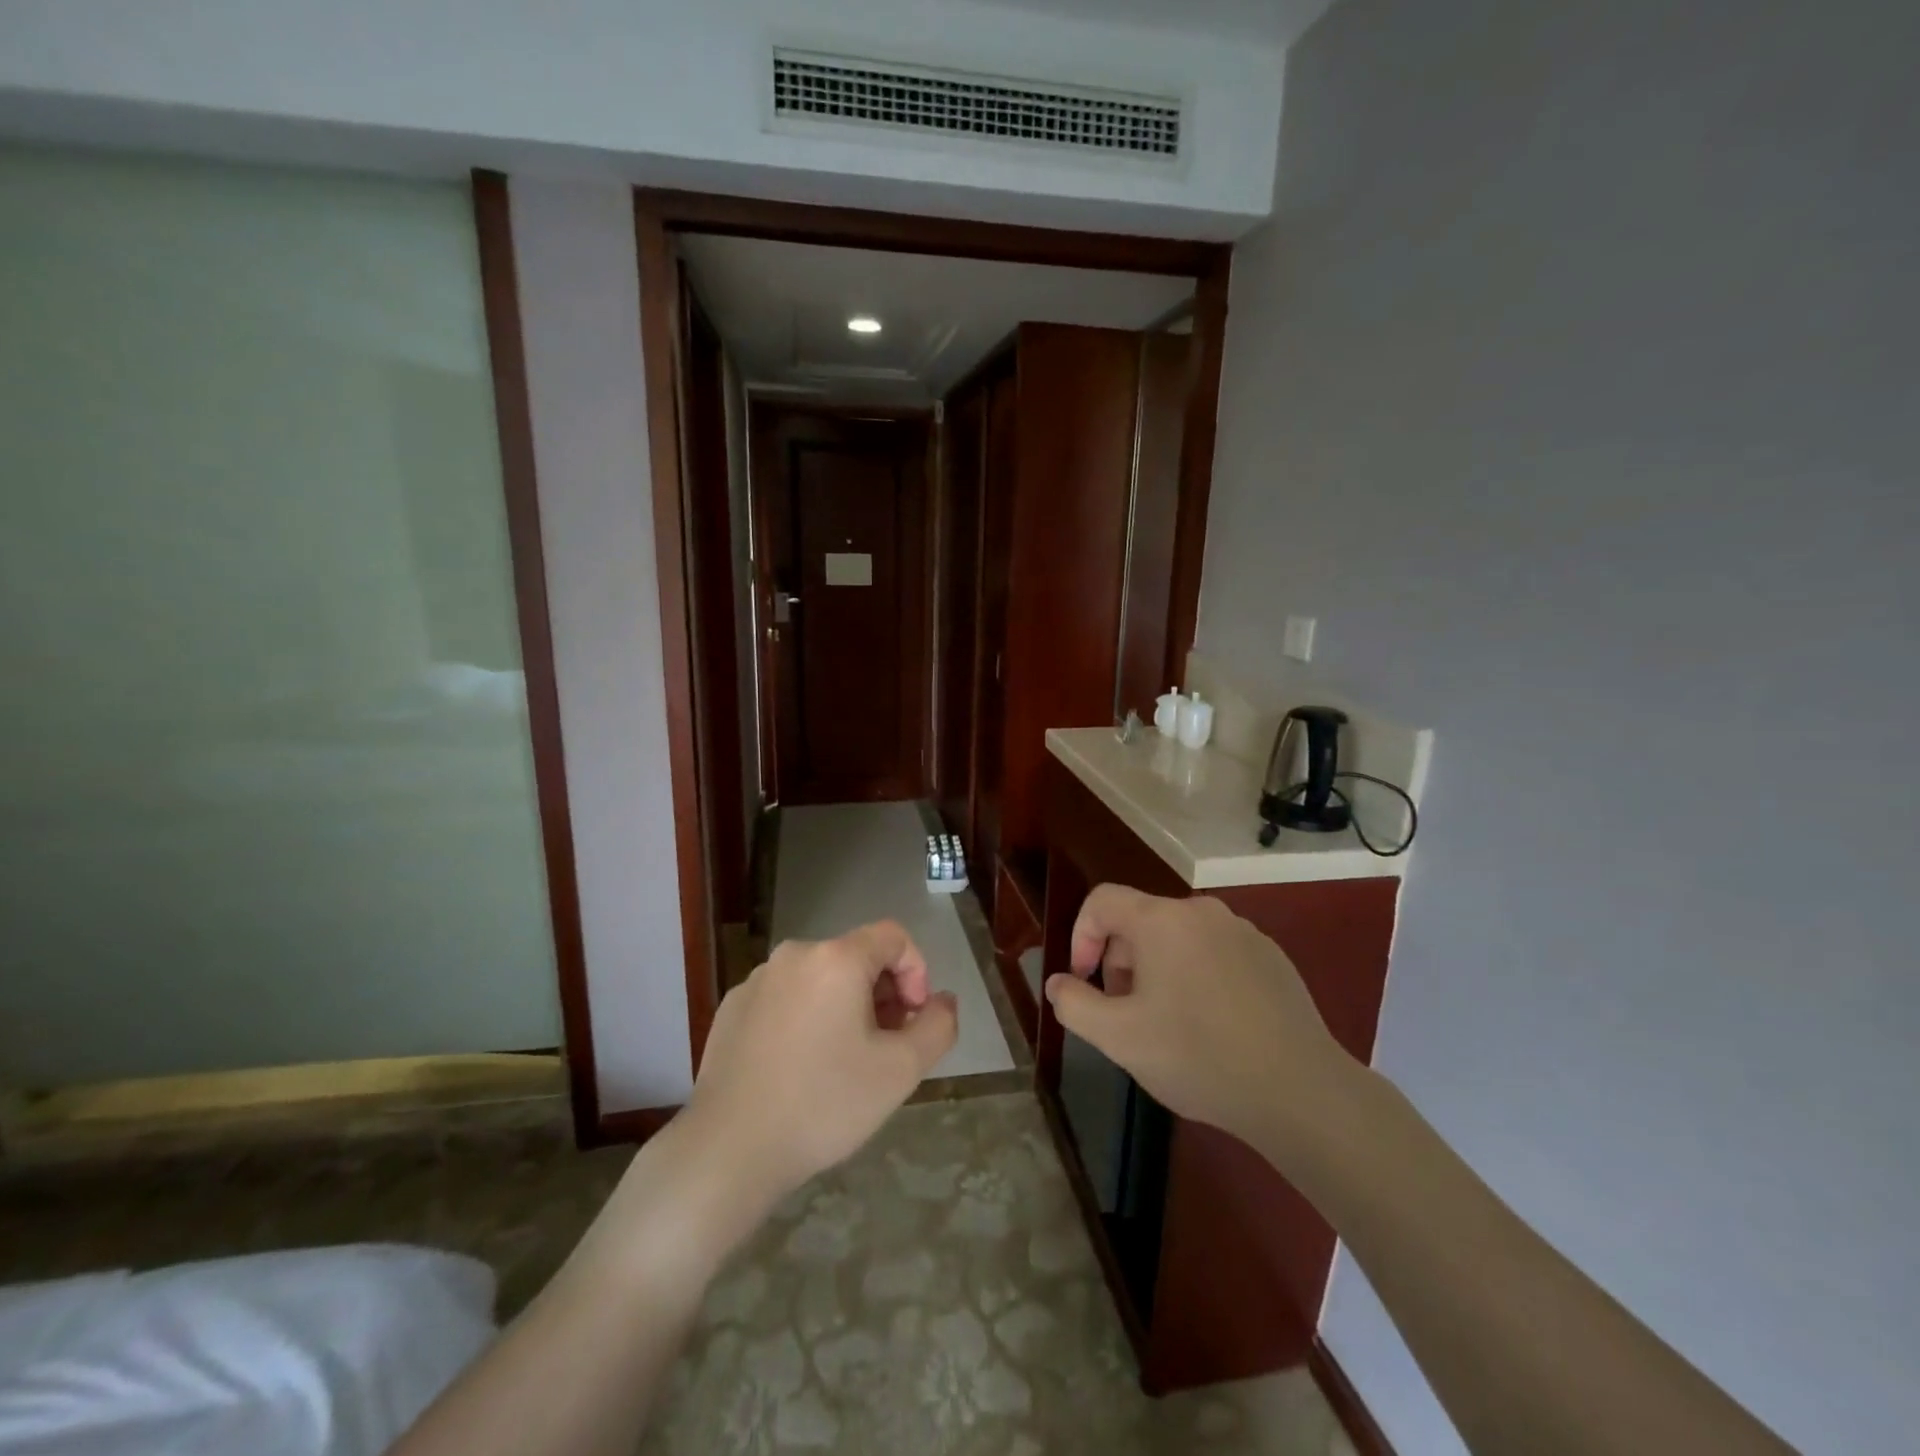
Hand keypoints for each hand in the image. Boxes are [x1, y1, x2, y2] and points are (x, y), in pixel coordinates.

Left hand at [684, 921, 958, 1209]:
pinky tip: (800, 1068)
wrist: (728, 1150)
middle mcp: (795, 954)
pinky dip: (806, 1018)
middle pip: (856, 957)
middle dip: (882, 994)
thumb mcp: (901, 1070)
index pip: (893, 937)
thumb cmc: (824, 1103)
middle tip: (884, 1047)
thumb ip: (938, 1026)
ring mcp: (757, 980)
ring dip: (845, 1007)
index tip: (912, 1021)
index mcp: (836, 958)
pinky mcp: (732, 1008)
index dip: (916, 973)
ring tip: (843, 1061)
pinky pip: (786, 998)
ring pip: (820, 979)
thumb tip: (942, 1001)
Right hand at [1044, 887, 1354, 1158]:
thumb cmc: (1198, 1056)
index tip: (1085, 982)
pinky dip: (1198, 976)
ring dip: (1158, 971)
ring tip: (1168, 1024)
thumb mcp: (1119, 1038)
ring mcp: (1243, 932)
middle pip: (1140, 920)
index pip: (1102, 901)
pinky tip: (1213, 1026)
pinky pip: (1216, 953)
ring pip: (1179, 938)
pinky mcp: (1272, 957)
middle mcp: (1202, 912)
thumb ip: (1074, 1004)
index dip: (1081, 936)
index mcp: (1162, 920)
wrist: (1300, 1091)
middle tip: (1126, 1013)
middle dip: (1120, 962)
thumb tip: (1058, 983)